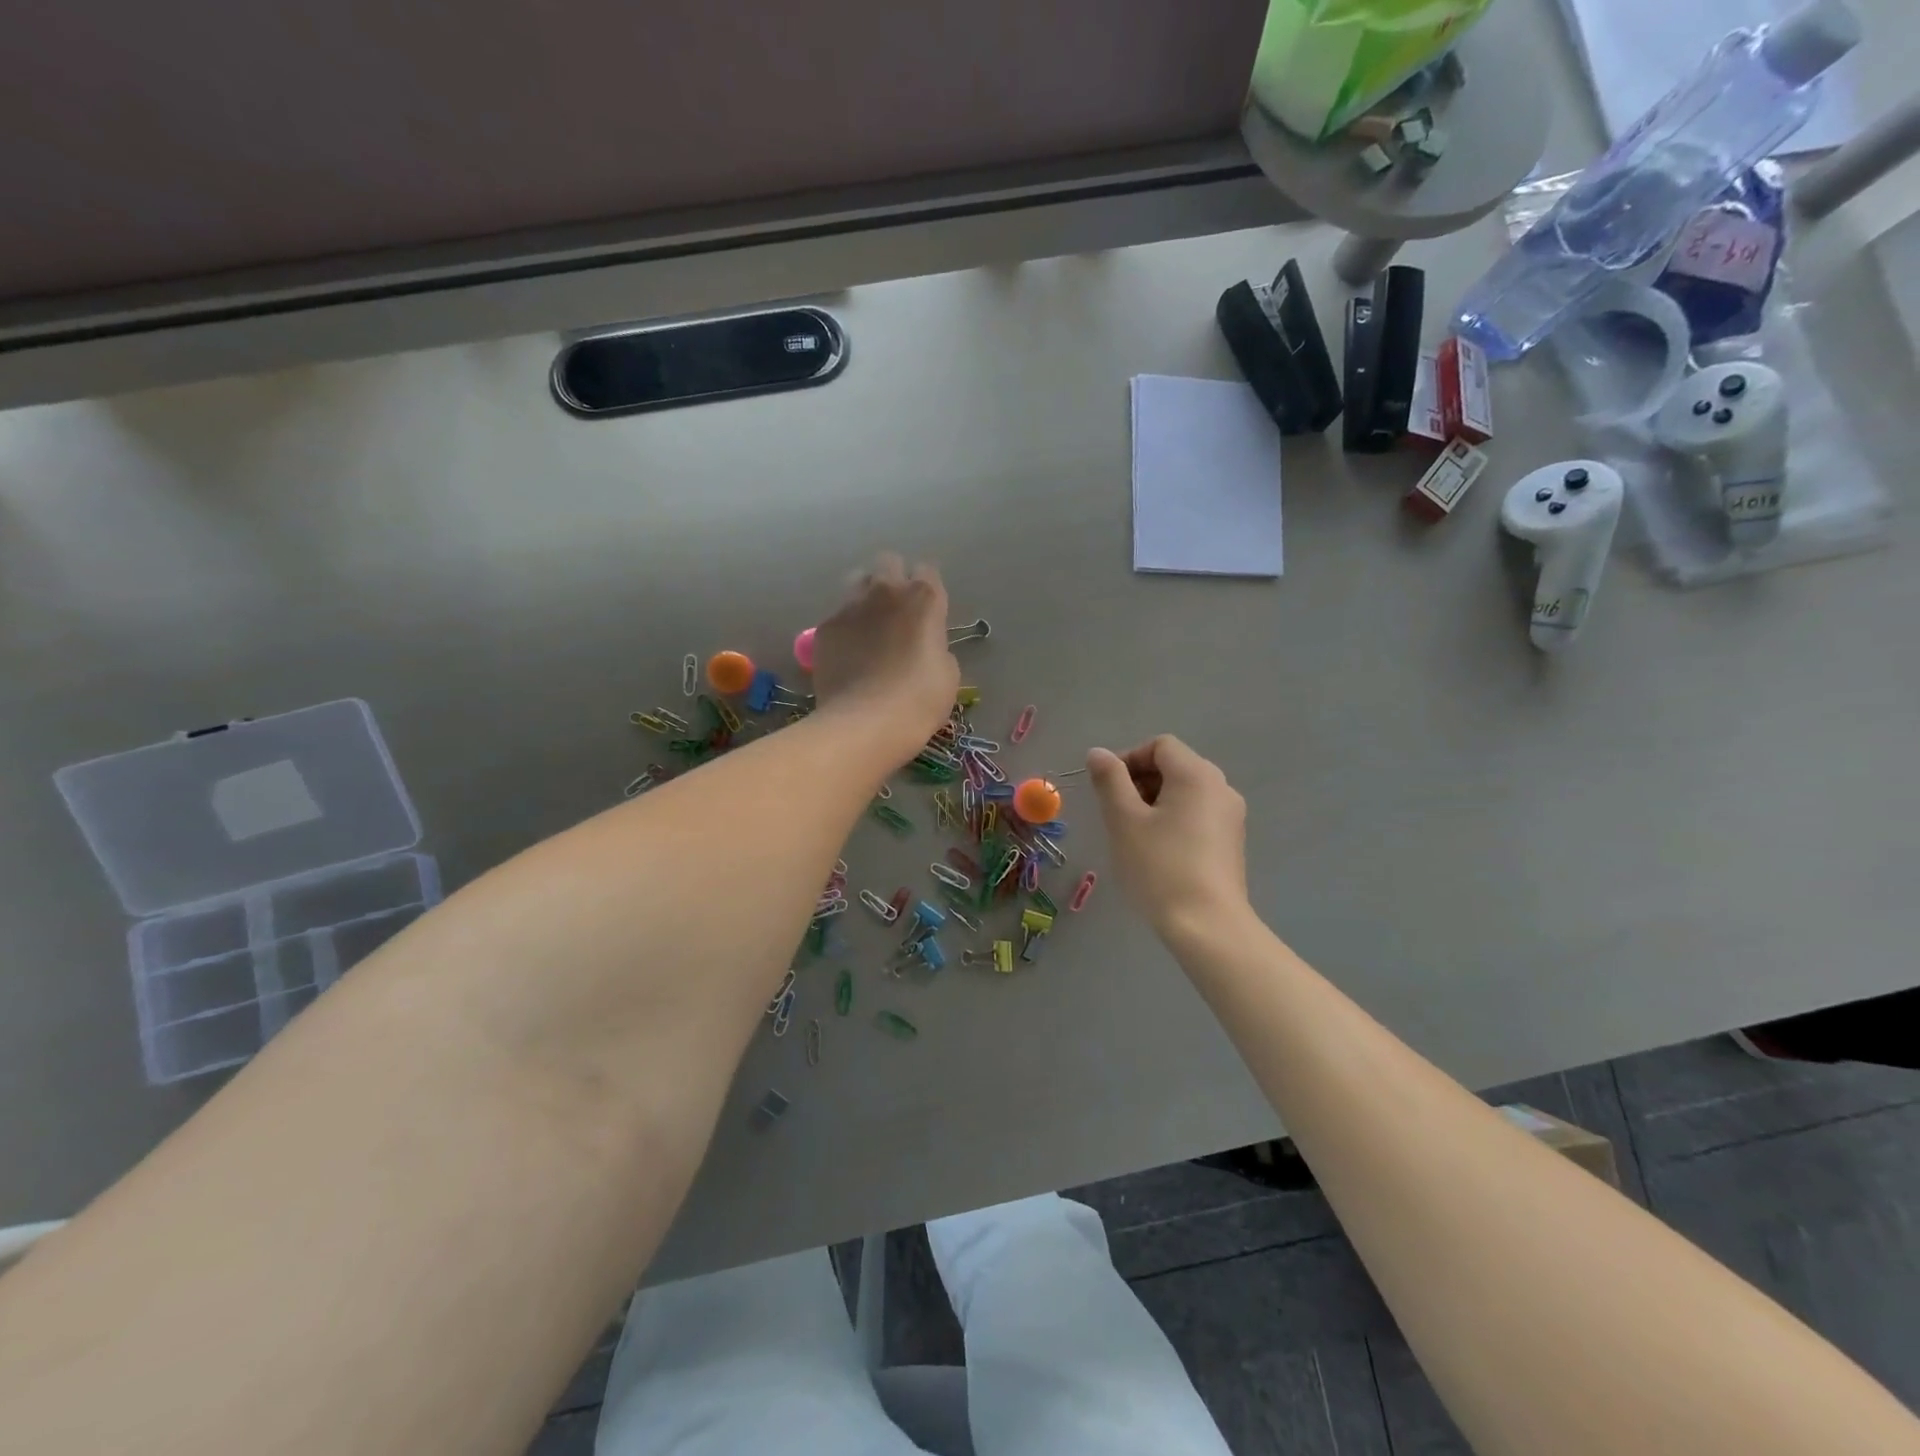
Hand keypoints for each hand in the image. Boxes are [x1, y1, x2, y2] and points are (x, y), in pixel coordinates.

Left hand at [812, 554, 959, 764]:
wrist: (865, 723)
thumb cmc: (919, 700)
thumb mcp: (948, 674)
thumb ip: (937, 646)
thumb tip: (924, 646)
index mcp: (924, 598)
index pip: (928, 570)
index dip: (927, 589)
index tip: (927, 611)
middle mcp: (885, 591)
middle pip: (888, 563)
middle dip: (893, 579)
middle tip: (896, 611)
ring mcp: (850, 606)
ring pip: (857, 582)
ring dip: (865, 597)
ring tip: (868, 628)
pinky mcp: (824, 627)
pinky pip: (837, 616)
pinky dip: (844, 629)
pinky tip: (848, 655)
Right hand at [1087, 736, 1247, 940]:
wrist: (1207, 926)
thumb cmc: (1160, 867)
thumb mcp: (1124, 820)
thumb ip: (1109, 780)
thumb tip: (1098, 753)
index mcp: (1196, 775)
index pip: (1160, 745)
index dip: (1128, 759)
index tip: (1106, 789)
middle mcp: (1220, 787)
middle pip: (1174, 766)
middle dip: (1139, 781)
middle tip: (1115, 813)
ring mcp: (1231, 816)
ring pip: (1185, 792)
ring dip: (1154, 802)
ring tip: (1133, 834)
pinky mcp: (1231, 842)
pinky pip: (1197, 814)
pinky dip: (1173, 819)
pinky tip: (1157, 851)